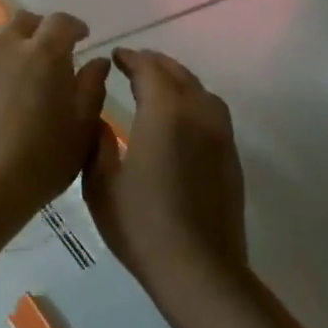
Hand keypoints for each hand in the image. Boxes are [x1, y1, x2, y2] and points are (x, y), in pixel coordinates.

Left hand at [0, 10, 109, 222]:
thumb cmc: (41, 161)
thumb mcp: (81, 129)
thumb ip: (92, 88)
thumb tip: (96, 61)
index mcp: (44, 54)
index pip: (61, 22)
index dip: (74, 26)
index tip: (80, 38)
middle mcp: (6, 46)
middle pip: (23, 20)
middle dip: (40, 30)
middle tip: (47, 52)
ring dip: (6, 41)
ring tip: (12, 64)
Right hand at [85, 48, 248, 302]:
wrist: (198, 270)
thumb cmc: (140, 224)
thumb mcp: (101, 183)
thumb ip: (97, 143)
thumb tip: (100, 120)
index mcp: (164, 114)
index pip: (149, 69)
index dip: (131, 59)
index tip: (115, 57)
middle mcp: (197, 115)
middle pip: (179, 74)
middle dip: (155, 64)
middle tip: (133, 64)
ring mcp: (220, 136)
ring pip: (201, 91)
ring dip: (178, 80)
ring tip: (157, 86)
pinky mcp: (231, 158)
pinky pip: (213, 112)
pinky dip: (193, 101)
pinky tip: (179, 118)